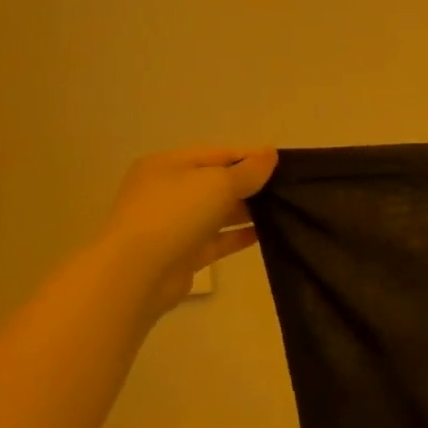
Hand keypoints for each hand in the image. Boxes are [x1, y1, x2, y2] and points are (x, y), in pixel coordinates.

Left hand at [95, 147, 279, 317]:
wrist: (137, 273)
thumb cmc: (176, 213)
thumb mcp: (219, 182)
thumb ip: (249, 170)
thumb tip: (271, 154)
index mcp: (168, 165)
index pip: (219, 154)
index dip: (252, 157)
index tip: (285, 165)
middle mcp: (167, 191)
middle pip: (218, 183)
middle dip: (251, 185)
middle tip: (289, 189)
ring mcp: (173, 224)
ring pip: (218, 212)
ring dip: (248, 211)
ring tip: (285, 210)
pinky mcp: (182, 253)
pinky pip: (217, 240)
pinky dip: (239, 236)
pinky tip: (267, 233)